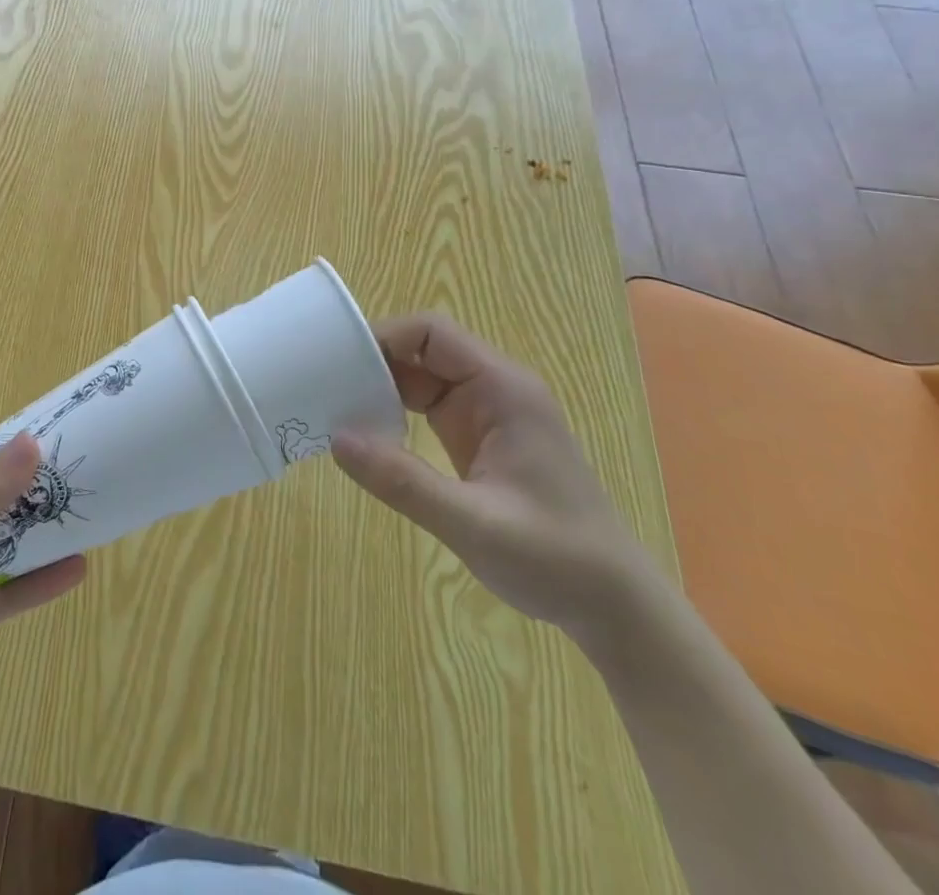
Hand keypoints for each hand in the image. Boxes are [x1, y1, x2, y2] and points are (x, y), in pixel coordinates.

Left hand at [0, 434, 85, 762]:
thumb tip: (30, 442)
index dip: (1, 442)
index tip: (49, 432)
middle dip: (29, 486)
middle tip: (80, 471)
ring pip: (6, 544)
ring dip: (40, 532)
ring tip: (87, 512)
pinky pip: (12, 592)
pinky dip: (41, 581)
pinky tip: (77, 569)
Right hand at [332, 313, 658, 638]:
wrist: (614, 606)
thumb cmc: (555, 558)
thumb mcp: (473, 523)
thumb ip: (403, 481)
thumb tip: (336, 438)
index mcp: (503, 390)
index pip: (432, 332)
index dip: (384, 335)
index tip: (338, 360)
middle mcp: (494, 390)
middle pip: (421, 350)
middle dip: (373, 361)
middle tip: (324, 385)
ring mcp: (486, 414)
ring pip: (420, 378)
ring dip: (379, 388)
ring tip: (335, 406)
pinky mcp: (477, 439)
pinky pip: (426, 407)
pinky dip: (393, 413)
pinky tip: (366, 434)